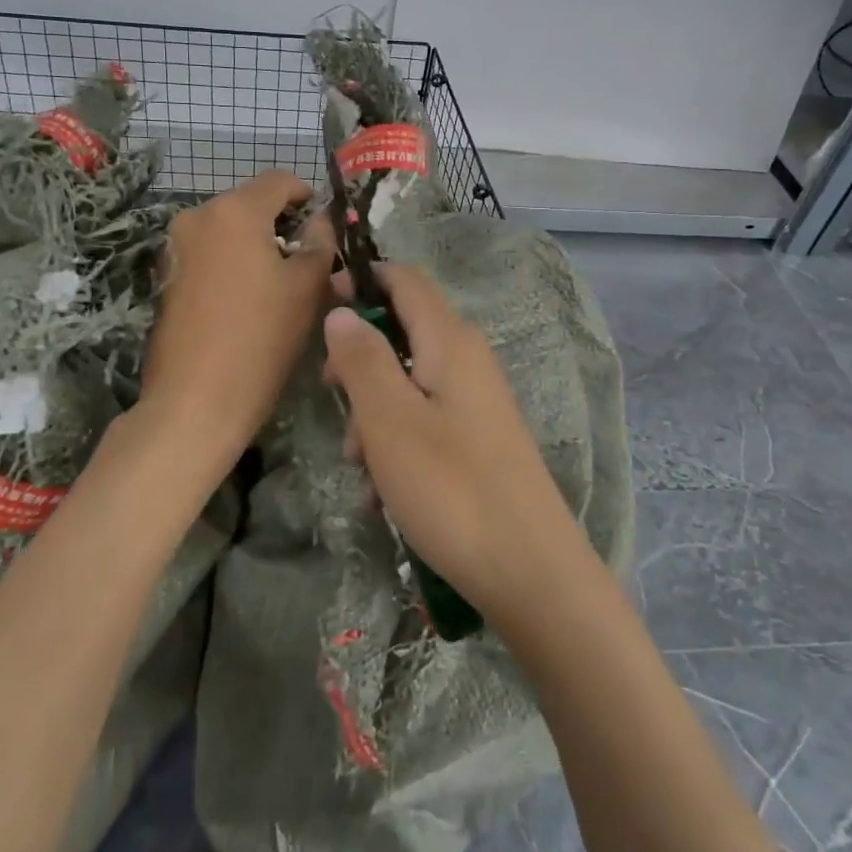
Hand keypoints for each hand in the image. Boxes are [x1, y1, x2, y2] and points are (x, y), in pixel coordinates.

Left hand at [142, 171, 333, 469]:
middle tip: (310, 261)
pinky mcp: (168, 275)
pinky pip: (211, 253)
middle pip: (252, 203)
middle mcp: (198, 216)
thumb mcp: (307, 287)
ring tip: (282, 284)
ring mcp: (177, 246)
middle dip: (284, 224)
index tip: (326, 229)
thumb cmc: (261, 337)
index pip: (281, 181)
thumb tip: (323, 219)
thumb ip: (321, 243)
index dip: (310, 197)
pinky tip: (249, 299)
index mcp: (234, 210)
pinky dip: (234, 262)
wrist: (196, 400)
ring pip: (231, 229)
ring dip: (259, 245)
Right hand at [322, 264, 587, 621]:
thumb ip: (362, 358)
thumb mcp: (390, 419)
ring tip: (360, 467)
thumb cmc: (451, 488)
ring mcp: (476, 402)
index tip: (321, 302)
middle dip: (358, 361)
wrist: (530, 572)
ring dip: (372, 414)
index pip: (405, 280)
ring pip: (407, 383)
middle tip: (330, 394)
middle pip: (401, 332)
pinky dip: (396, 444)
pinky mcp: (477, 440)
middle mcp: (468, 360)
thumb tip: (341, 312)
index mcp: (451, 341)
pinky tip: (383, 493)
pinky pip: (424, 421)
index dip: (363, 280)